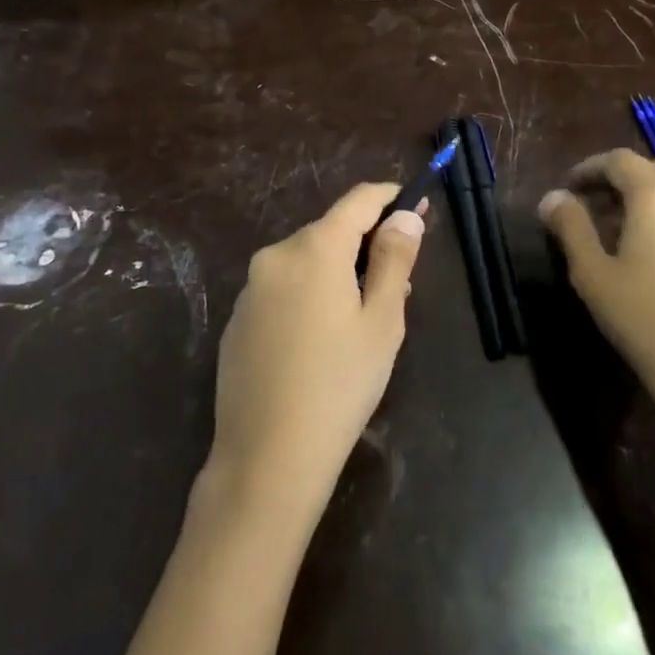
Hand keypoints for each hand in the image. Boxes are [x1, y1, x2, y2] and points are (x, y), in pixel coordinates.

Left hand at [204, 184, 426, 518]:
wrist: (267, 457)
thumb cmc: (340, 384)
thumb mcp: (383, 321)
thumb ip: (394, 259)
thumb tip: (406, 215)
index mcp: (315, 248)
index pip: (358, 200)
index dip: (391, 197)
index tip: (417, 205)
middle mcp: (276, 256)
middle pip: (330, 232)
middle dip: (366, 245)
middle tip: (400, 282)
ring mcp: (250, 289)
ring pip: (306, 262)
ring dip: (338, 273)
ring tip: (364, 318)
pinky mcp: (237, 320)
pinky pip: (283, 290)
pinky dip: (308, 296)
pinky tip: (321, 342)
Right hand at [538, 150, 654, 423]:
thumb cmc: (644, 317)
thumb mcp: (592, 272)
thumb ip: (570, 227)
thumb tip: (553, 198)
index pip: (618, 160)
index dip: (588, 169)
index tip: (567, 189)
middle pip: (650, 170)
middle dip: (617, 182)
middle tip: (589, 209)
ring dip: (644, 200)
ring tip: (617, 234)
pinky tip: (653, 256)